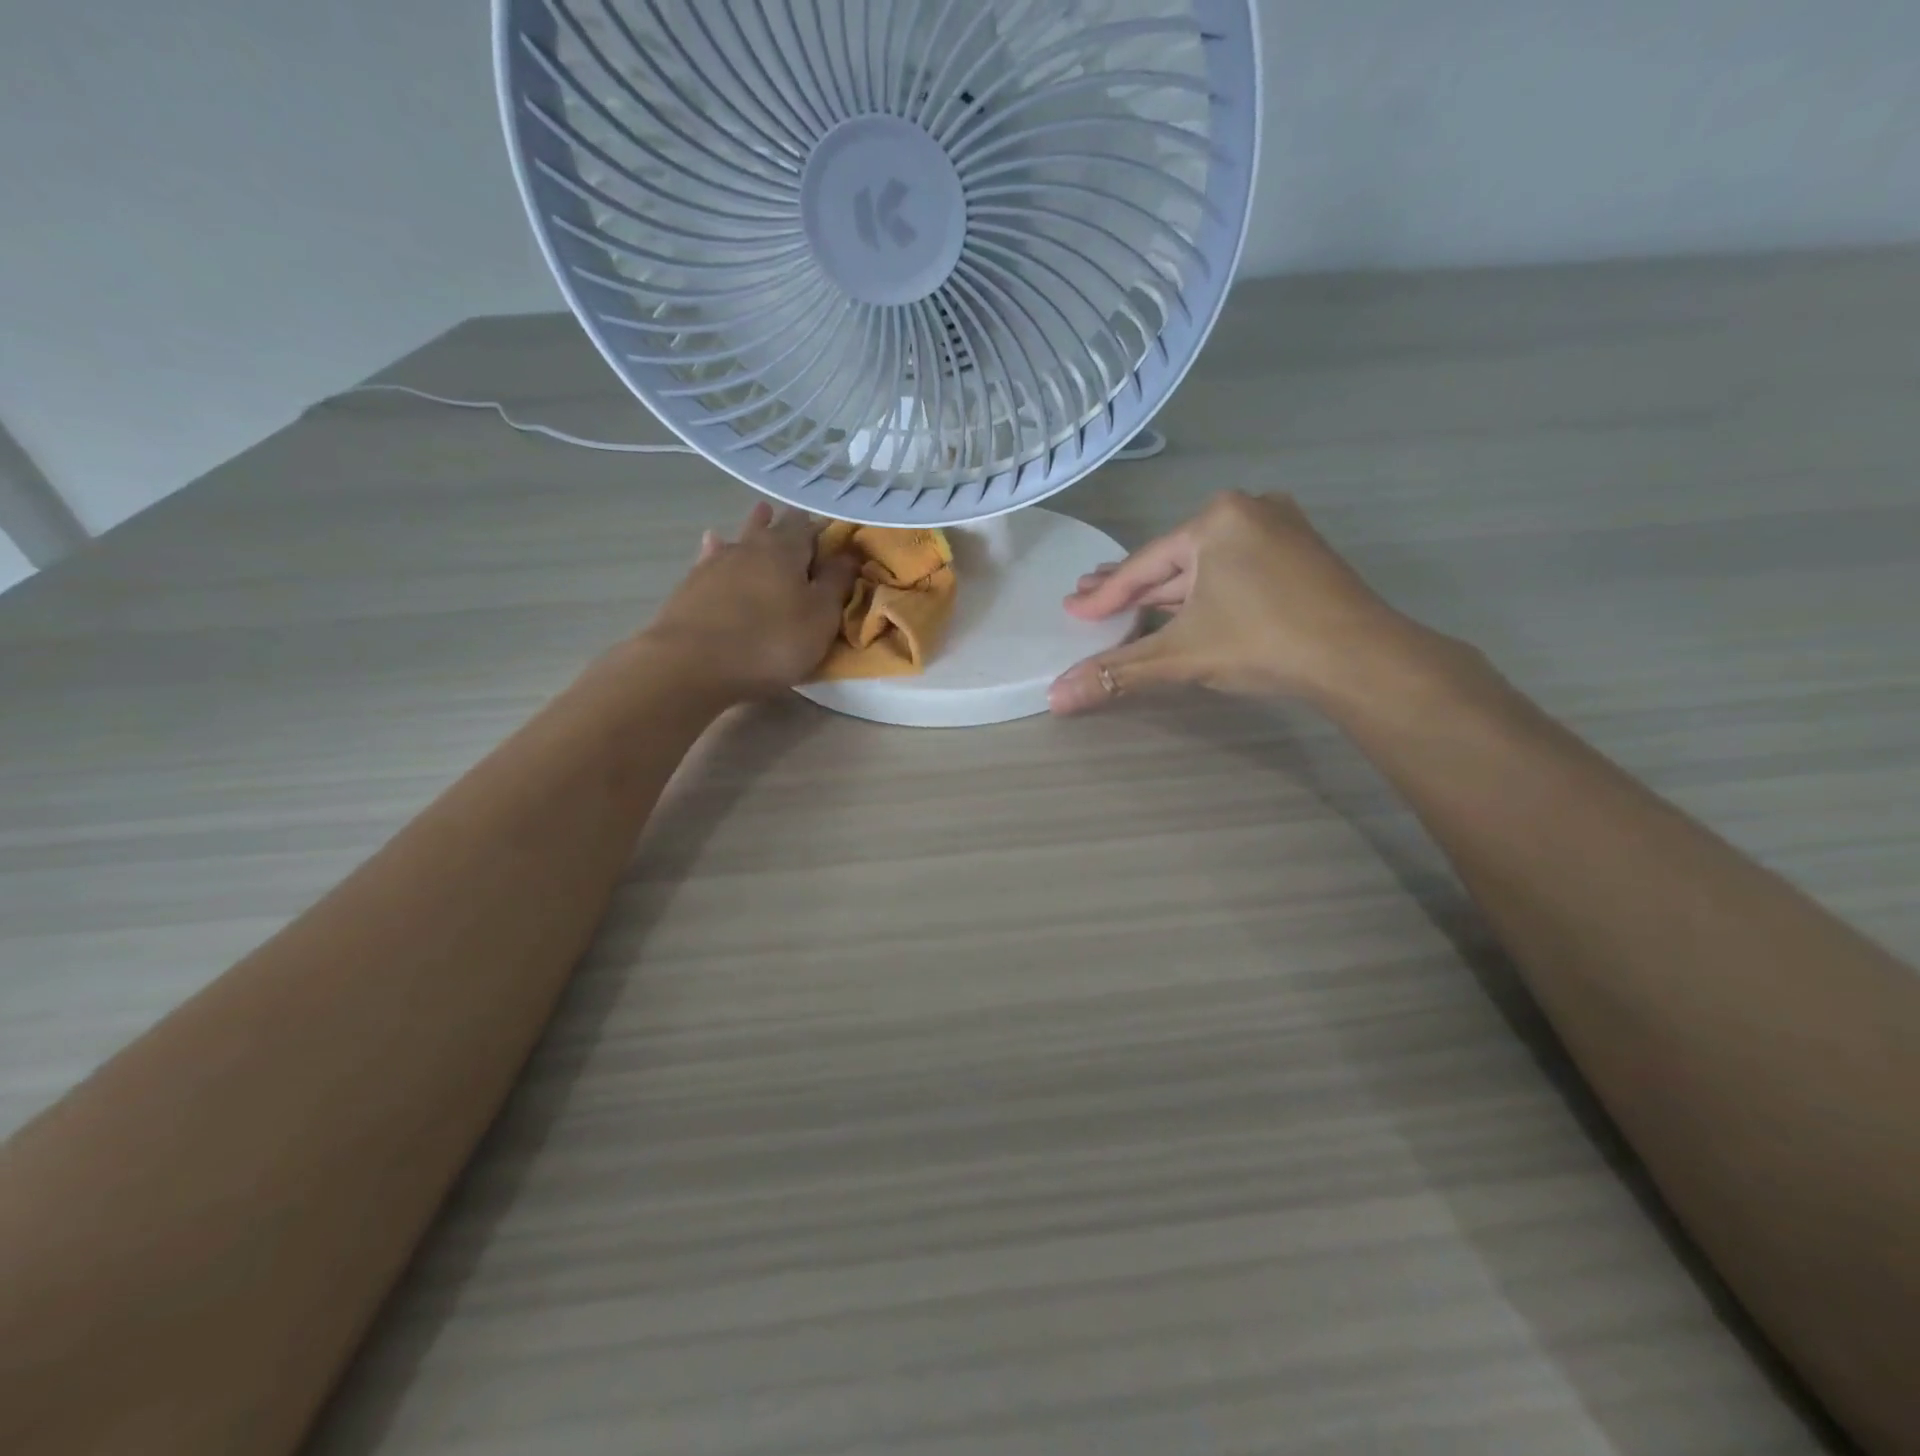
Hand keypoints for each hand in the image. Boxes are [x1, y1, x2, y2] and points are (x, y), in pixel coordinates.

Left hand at [640, 502, 857, 701]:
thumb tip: (850, 553)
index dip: (824, 530)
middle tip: (800, 518)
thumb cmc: (770, 642)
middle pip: (773, 528)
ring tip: (761, 513)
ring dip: (753, 527)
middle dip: (788, 523)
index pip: (810, 528)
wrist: (691, 663)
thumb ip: (836, 583)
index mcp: (786, 550)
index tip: (836, 534)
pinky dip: (717, 548)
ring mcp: (716, 563)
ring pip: (741, 538)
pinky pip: (710, 557)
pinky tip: (712, 541)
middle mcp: (750, 546)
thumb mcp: (820, 618)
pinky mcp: (691, 586)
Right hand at [1048, 492, 1423, 714]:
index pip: (1144, 566)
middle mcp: (1248, 510)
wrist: (1360, 658)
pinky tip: (1184, 604)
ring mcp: (1280, 529)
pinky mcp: (1301, 554)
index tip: (1072, 609)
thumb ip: (1117, 673)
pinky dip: (1205, 590)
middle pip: (1173, 561)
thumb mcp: (1181, 655)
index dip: (1105, 595)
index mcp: (1216, 520)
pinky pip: (1234, 570)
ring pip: (1205, 566)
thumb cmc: (1263, 642)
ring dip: (1167, 590)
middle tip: (1089, 600)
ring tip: (1128, 605)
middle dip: (1132, 587)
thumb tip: (1054, 698)